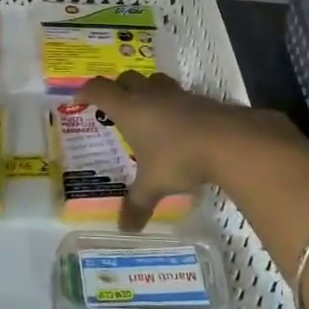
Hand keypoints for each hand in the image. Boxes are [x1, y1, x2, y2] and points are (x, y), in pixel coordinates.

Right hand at [80, 72, 307, 232]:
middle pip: (125, 79)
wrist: (229, 141)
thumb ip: (137, 205)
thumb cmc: (179, 158)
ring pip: (153, 81)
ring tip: (145, 111)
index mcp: (129, 109)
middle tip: (113, 107)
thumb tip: (124, 229)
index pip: (99, 90)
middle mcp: (149, 95)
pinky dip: (170, 104)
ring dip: (145, 90)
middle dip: (116, 88)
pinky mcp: (199, 99)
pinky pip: (177, 94)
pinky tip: (176, 125)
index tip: (79, 101)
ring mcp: (176, 94)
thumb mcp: (153, 185)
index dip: (86, 92)